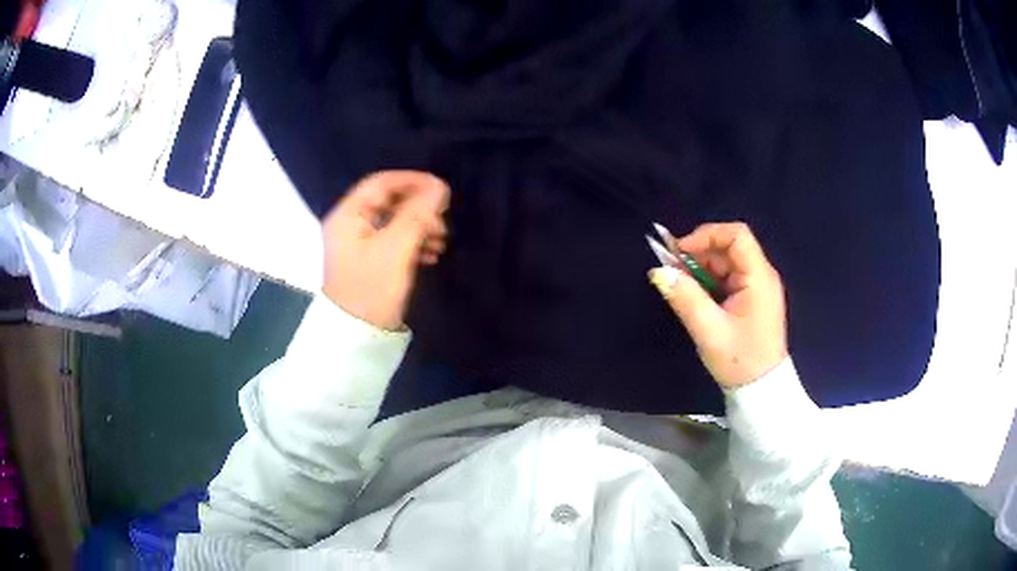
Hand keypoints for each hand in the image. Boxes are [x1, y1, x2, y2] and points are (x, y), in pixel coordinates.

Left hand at [322, 171, 449, 330]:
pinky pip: (393, 240)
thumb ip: (417, 215)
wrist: (358, 337)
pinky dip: (413, 242)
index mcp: (348, 215)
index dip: (412, 181)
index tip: (441, 189)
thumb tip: (439, 187)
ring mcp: (358, 243)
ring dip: (419, 226)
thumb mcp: (396, 249)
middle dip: (418, 208)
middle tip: (442, 221)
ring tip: (440, 241)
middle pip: (389, 202)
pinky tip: (431, 254)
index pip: (381, 183)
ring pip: (394, 221)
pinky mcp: (369, 260)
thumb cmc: (372, 289)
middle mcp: (350, 224)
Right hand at [649, 222, 787, 388]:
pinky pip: (728, 278)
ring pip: (727, 263)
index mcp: (759, 277)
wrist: (762, 390)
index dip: (706, 235)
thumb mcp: (709, 330)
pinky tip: (694, 295)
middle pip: (729, 247)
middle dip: (699, 253)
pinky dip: (709, 281)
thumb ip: (685, 298)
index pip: (736, 235)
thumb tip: (658, 271)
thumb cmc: (740, 360)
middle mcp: (762, 275)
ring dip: (701, 268)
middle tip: (673, 269)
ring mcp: (758, 287)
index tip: (680, 251)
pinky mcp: (752, 299)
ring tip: (680, 284)